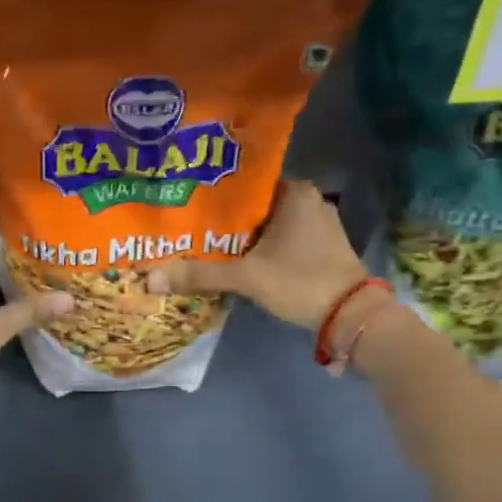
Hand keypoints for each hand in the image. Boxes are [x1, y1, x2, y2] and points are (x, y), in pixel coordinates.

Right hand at [147, 180, 370, 329]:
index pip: (245, 185)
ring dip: (246, 237)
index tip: (190, 208)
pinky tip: (243, 261)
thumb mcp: (246, 278)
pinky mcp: (325, 247)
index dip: (216, 198)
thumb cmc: (299, 282)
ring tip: (210, 246)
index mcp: (294, 192)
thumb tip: (150, 278)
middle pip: (256, 207)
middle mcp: (310, 200)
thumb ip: (200, 275)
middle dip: (228, 221)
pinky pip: (285, 239)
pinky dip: (265, 248)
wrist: (351, 316)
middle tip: (193, 230)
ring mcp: (321, 224)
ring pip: (271, 225)